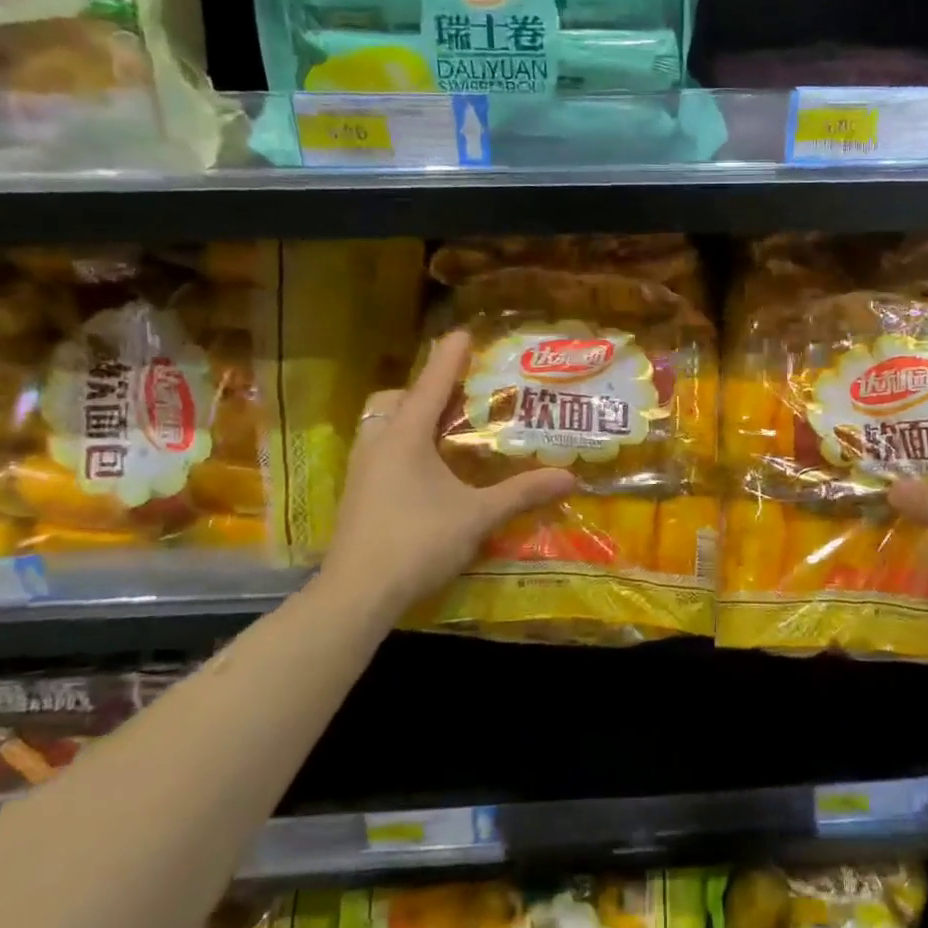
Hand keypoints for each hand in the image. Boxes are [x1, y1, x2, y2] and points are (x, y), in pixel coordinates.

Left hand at [318, 330, 573, 619]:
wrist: (357, 594)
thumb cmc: (417, 542)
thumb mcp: (477, 516)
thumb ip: (522, 493)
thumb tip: (570, 477)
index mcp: (405, 438)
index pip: (430, 385)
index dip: (449, 358)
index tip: (463, 333)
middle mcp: (378, 444)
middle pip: (395, 400)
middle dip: (423, 391)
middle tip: (456, 399)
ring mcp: (361, 471)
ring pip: (382, 426)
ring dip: (409, 419)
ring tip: (443, 433)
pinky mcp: (357, 495)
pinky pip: (380, 450)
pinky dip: (402, 445)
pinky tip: (425, 473)